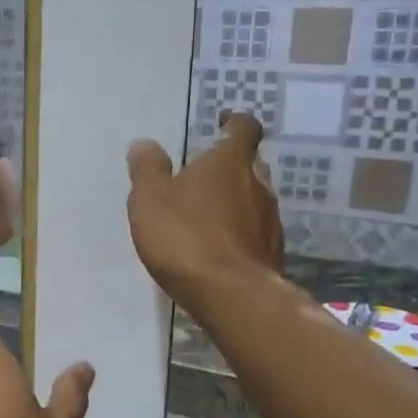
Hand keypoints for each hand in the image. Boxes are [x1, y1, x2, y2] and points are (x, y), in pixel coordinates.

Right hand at [126, 112, 284, 311]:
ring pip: (255, 199)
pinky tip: (219, 248)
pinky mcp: (273, 253)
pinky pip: (255, 232)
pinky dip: (240, 232)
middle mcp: (259, 185)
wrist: (230, 295)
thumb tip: (144, 144)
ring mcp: (271, 221)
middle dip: (231, 166)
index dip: (235, 122)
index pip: (244, 128)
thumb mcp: (150, 199)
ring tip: (208, 216)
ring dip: (235, 201)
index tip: (222, 123)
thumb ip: (147, 169)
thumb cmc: (185, 237)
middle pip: (251, 165)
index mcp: (230, 163)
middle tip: (204, 176)